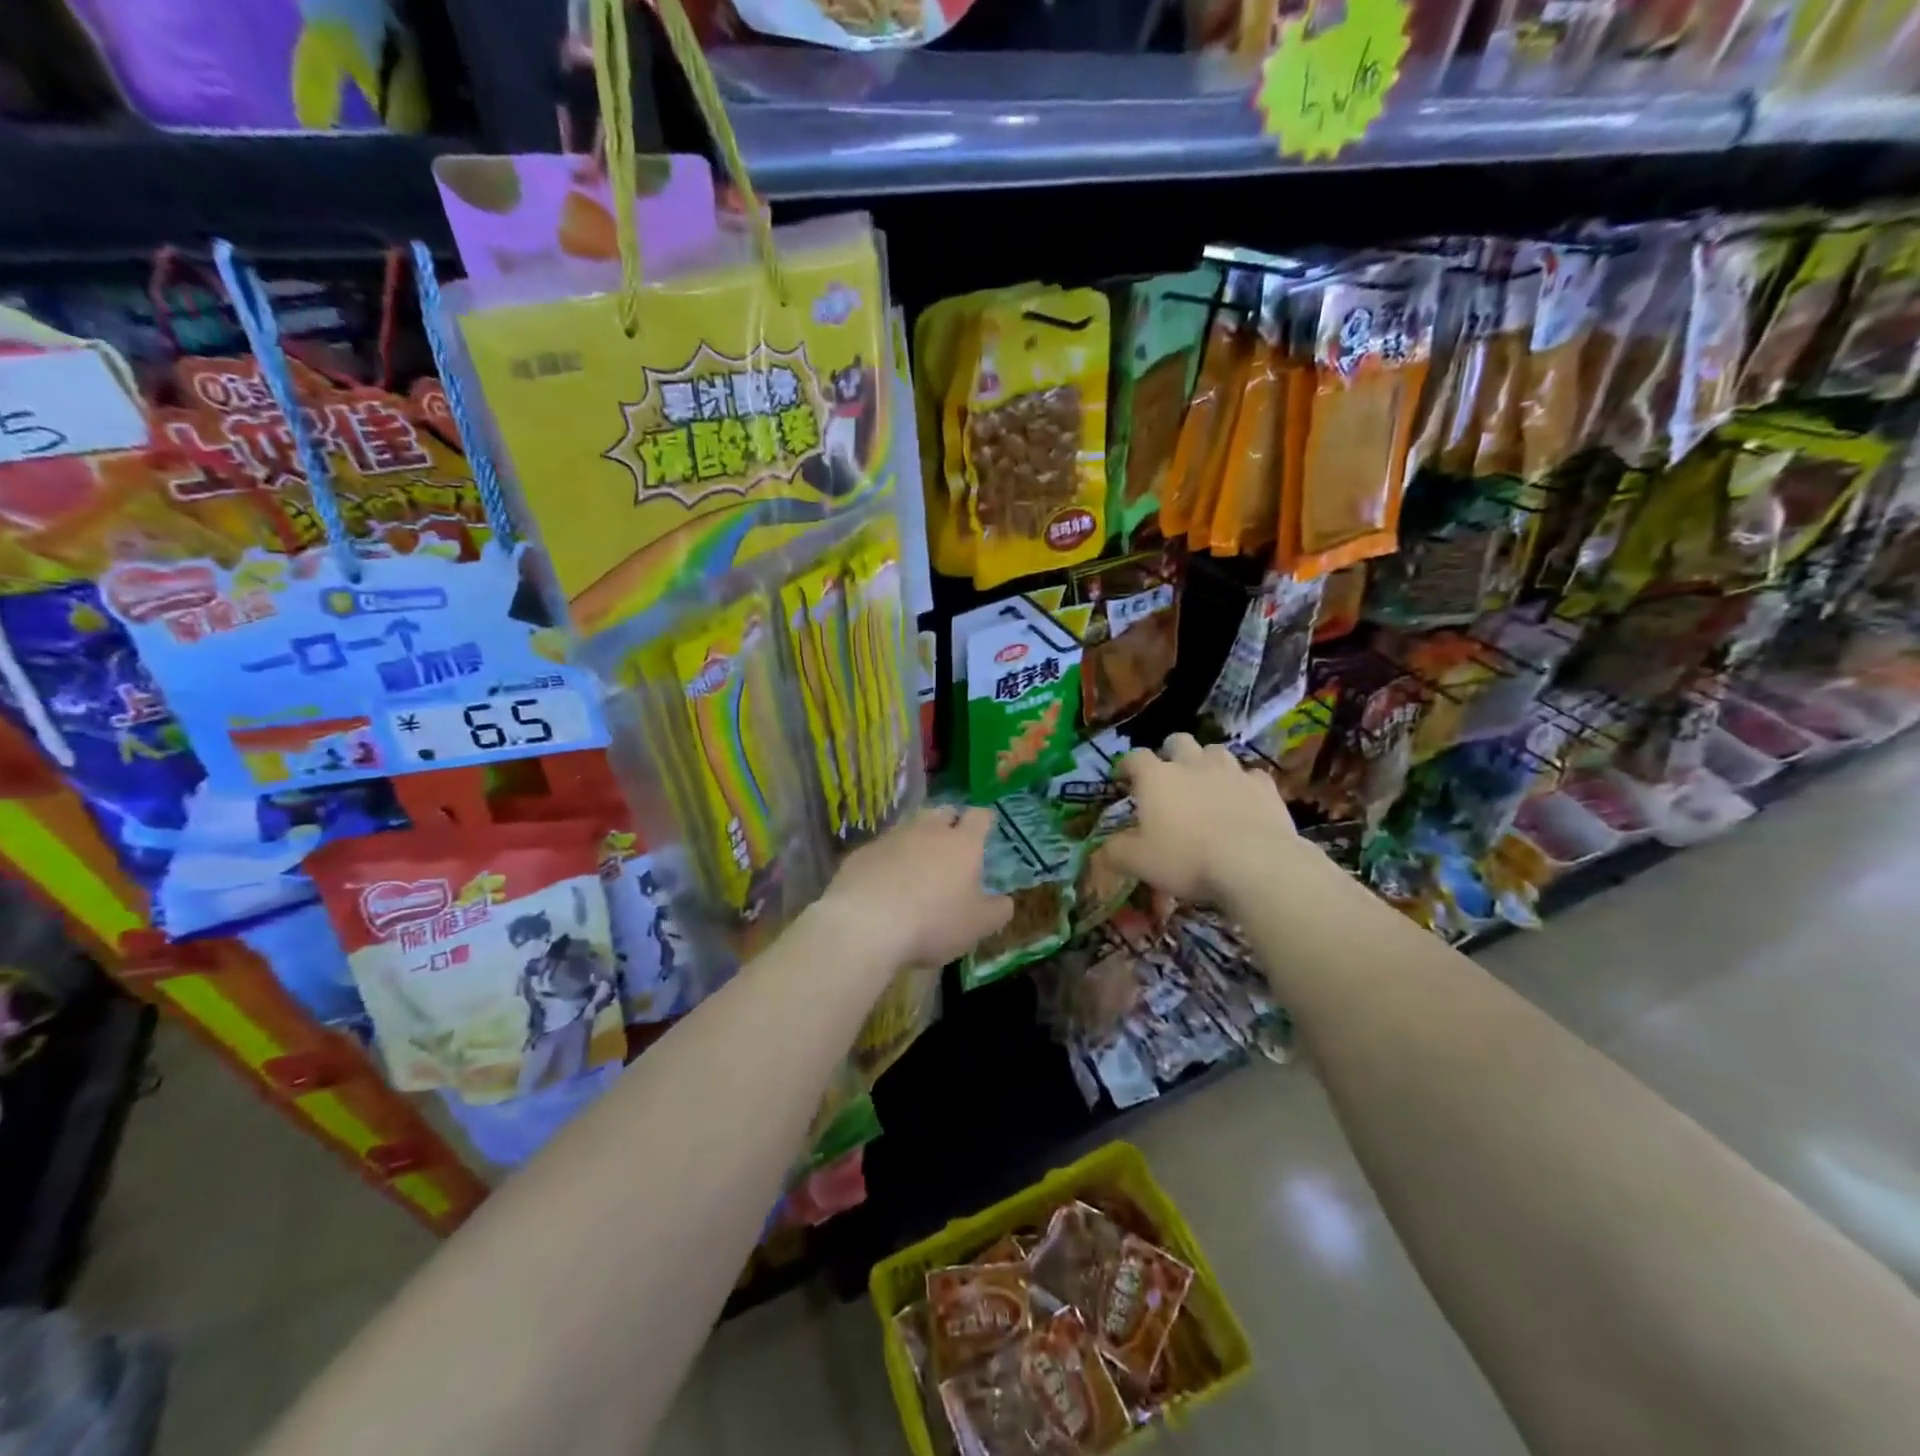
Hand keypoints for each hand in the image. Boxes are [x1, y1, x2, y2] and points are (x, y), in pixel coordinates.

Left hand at [816, 806, 1011, 970]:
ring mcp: (891, 838)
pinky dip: (887, 859)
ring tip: (918, 862)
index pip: (979, 817)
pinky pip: (881, 849)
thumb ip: (996, 911)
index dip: (984, 819)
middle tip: (953, 839)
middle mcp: (928, 831)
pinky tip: (884, 881)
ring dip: (916, 839)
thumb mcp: (977, 926)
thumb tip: (1006, 901)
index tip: (986, 825)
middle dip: (950, 821)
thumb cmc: (933, 922)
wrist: (865, 924)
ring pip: (909, 827)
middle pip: (942, 812)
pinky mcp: (861, 853)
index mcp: (962, 844)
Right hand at [1097, 733, 1302, 905]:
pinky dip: (1243, 784)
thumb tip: (1103, 848)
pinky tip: (1243, 800)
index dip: (1126, 765)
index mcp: (1156, 777)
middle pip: (1178, 741)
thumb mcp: (1139, 862)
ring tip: (1206, 784)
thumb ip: (1116, 852)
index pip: (1134, 758)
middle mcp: (1192, 764)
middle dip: (1170, 752)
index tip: (1123, 777)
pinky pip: (1250, 775)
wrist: (1254, 863)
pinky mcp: (1263, 786)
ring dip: (1207, 763)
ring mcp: (1231, 771)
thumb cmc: (1187, 859)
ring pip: (1215, 752)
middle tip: (1168, 775)